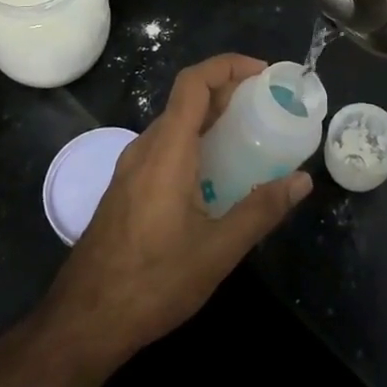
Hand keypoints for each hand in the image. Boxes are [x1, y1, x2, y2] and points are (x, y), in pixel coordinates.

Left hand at [41, 54, 312, 367]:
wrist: (84, 321)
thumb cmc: (153, 282)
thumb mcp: (217, 250)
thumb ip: (261, 211)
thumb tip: (302, 180)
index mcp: (167, 150)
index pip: (193, 82)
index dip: (228, 65)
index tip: (263, 73)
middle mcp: (145, 148)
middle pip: (186, 99)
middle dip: (227, 92)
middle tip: (266, 106)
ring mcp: (130, 168)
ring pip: (174, 124)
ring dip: (210, 118)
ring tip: (248, 137)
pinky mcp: (126, 188)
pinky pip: (164, 147)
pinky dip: (194, 142)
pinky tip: (215, 175)